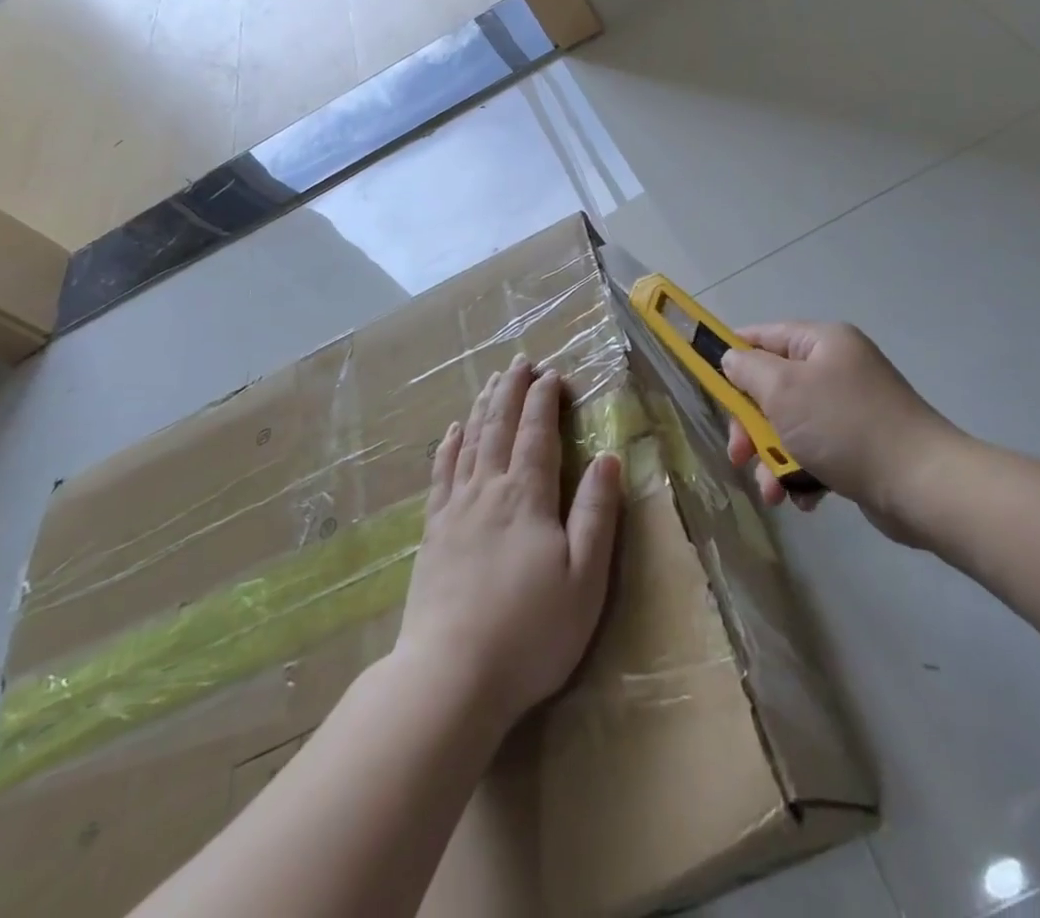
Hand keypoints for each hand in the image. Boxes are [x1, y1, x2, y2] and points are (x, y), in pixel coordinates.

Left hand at [397, 355, 622, 734]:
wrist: (450, 677)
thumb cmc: (530, 631)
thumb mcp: (584, 577)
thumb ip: (596, 513)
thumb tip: (607, 456)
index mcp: (527, 496)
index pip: (537, 433)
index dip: (545, 400)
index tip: (553, 374)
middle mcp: (488, 490)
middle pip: (500, 427)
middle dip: (513, 390)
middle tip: (521, 362)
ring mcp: (455, 509)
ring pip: (471, 442)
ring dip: (484, 407)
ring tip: (493, 381)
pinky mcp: (432, 533)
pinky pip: (441, 474)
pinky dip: (449, 446)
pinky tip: (452, 431)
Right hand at [721, 322, 967, 543]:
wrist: (921, 484)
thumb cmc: (843, 426)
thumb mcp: (784, 390)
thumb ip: (748, 370)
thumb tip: (733, 359)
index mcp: (823, 342)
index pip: (764, 335)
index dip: (732, 354)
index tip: (706, 380)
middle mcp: (838, 367)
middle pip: (774, 386)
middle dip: (751, 423)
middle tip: (739, 453)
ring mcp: (850, 407)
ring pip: (791, 424)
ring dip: (772, 456)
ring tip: (771, 490)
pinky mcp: (860, 445)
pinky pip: (815, 451)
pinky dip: (802, 472)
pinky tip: (801, 499)